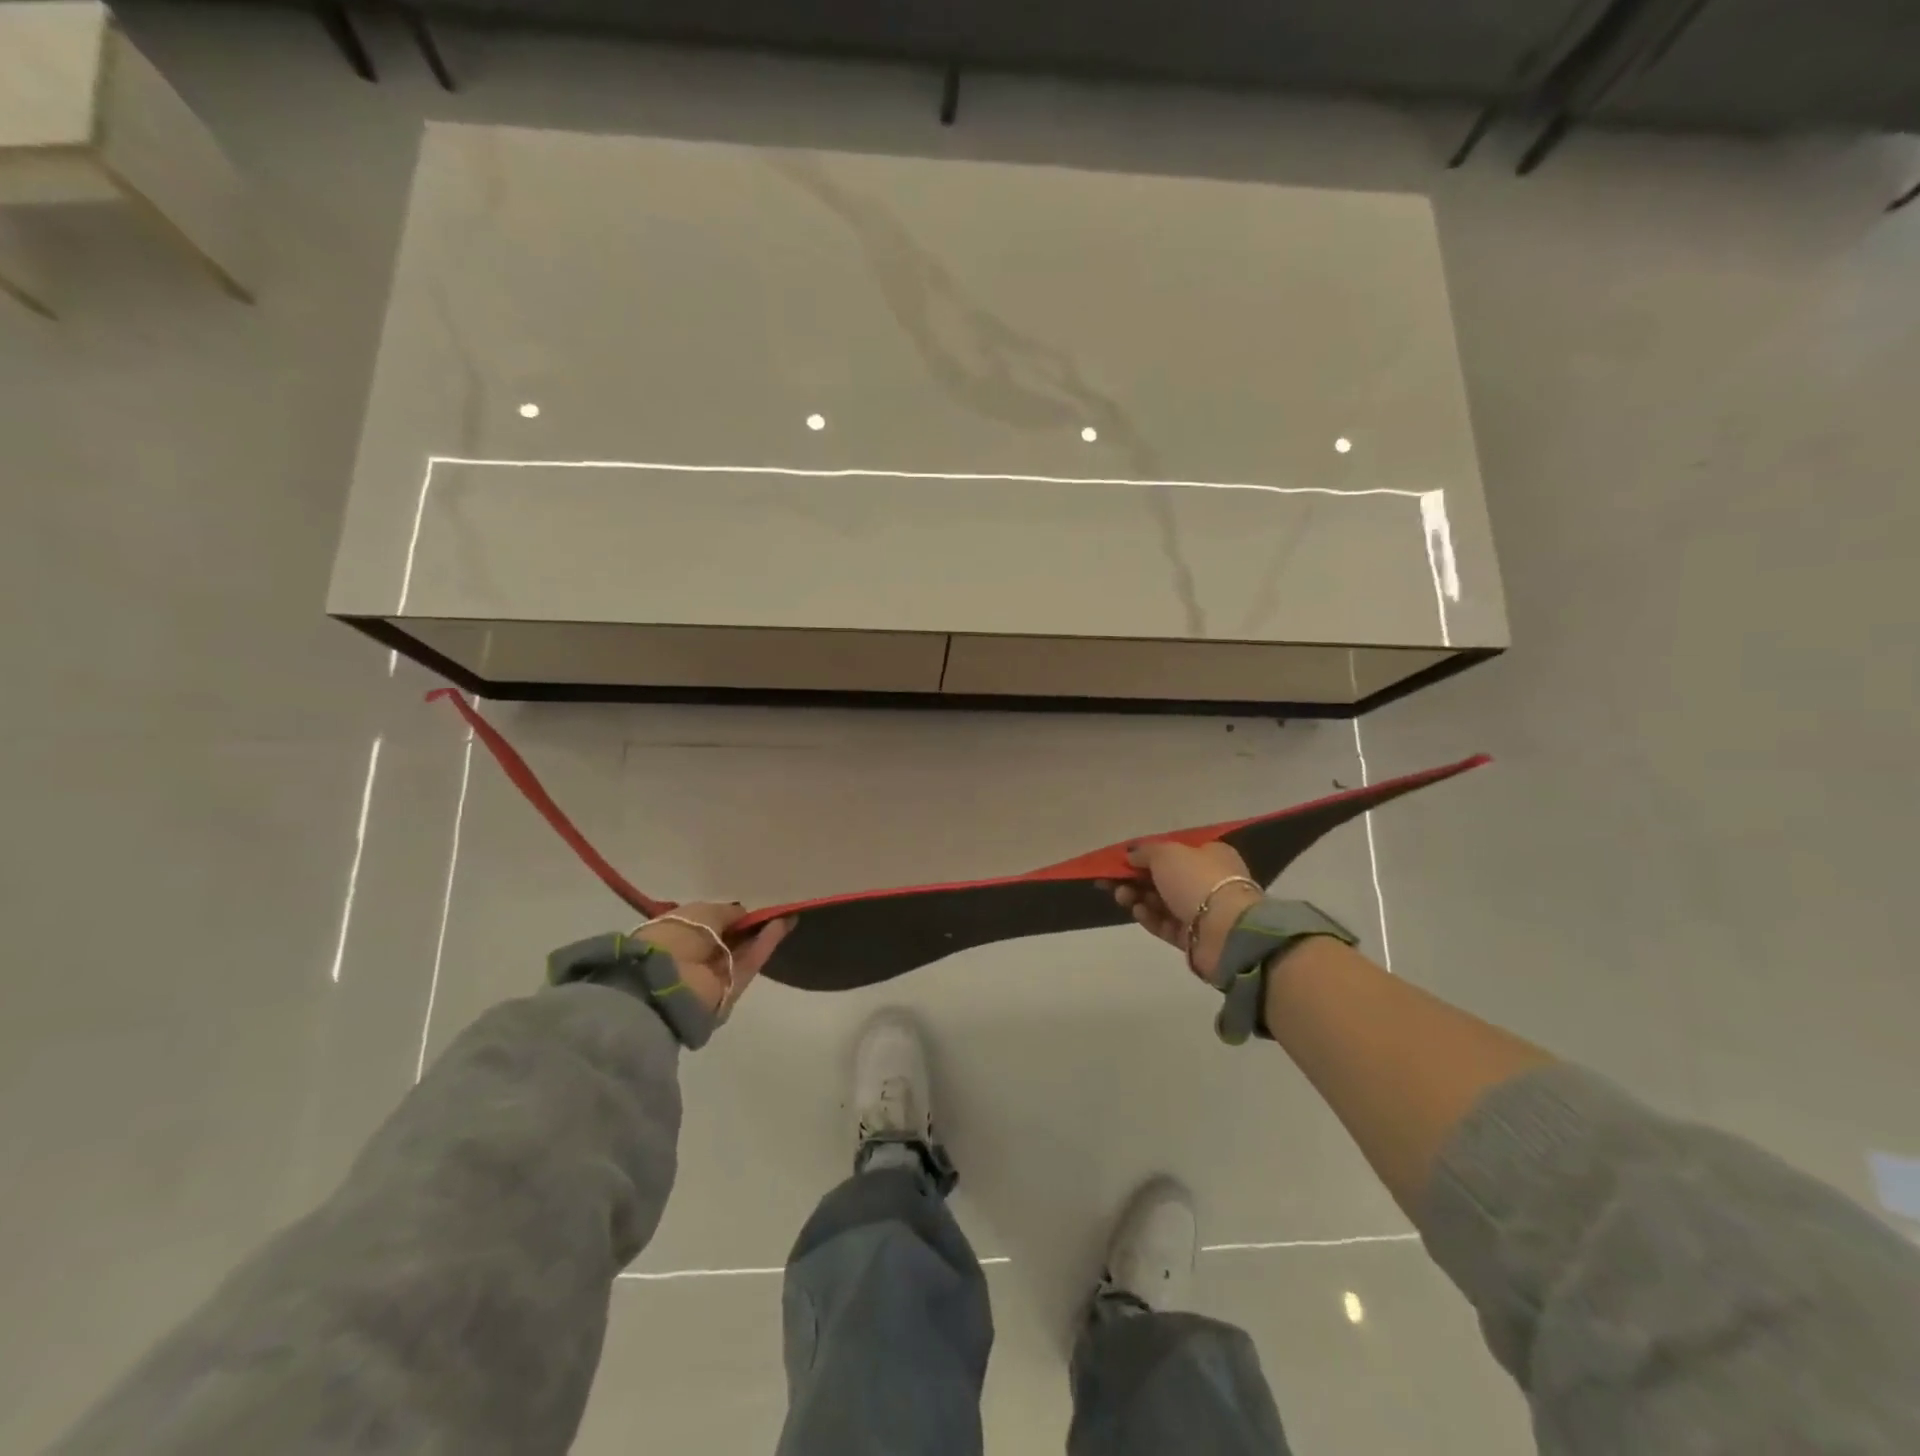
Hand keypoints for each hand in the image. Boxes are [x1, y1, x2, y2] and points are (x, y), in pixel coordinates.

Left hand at [634, 903, 793, 1016]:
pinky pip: (751, 962)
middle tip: (772, 912)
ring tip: (785, 915)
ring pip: (743, 951)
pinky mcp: (731, 988)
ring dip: (762, 933)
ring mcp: (713, 974)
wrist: (667, 982)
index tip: (747, 909)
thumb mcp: (701, 912)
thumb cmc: (676, 937)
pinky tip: (783, 925)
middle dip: (748, 927)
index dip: (728, 916)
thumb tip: (742, 913)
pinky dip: (766, 944)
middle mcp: (694, 956)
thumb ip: (726, 912)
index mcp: (676, 934)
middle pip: (728, 940)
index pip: (708, 924)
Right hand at [1101, 841, 1263, 980]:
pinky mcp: (1194, 937)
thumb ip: (1145, 852)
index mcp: (1209, 855)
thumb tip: (1132, 856)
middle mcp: (1208, 881)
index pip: (1173, 852)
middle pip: (1164, 878)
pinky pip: (1166, 925)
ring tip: (1121, 897)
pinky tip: (1137, 912)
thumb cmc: (1197, 880)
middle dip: (1136, 879)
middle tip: (1112, 882)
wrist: (1225, 931)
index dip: (1145, 856)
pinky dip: (1150, 918)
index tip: (1121, 861)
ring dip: (1138, 898)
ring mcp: (1202, 911)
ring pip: (1162, 902)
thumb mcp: (1166, 853)